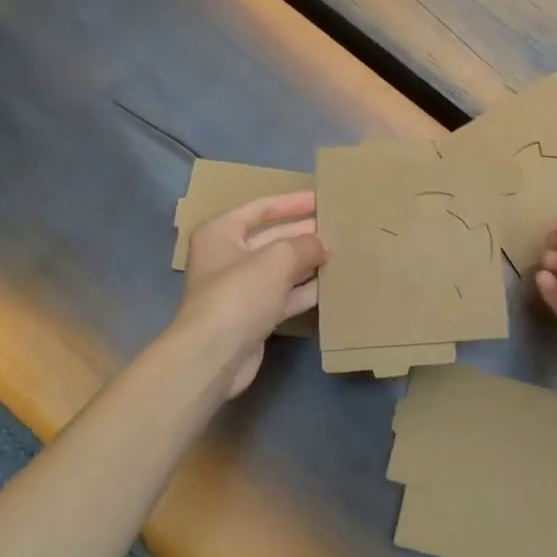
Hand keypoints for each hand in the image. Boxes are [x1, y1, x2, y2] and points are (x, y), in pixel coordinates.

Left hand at [178, 191, 327, 397]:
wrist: (214, 356)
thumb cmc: (239, 293)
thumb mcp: (277, 259)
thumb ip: (305, 245)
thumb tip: (324, 244)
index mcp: (221, 233)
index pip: (261, 208)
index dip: (292, 202)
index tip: (321, 199)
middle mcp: (228, 257)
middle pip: (272, 238)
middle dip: (304, 233)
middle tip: (338, 228)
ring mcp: (241, 289)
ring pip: (281, 268)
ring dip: (308, 262)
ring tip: (342, 253)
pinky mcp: (254, 316)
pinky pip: (284, 295)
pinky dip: (305, 290)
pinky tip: (332, 284)